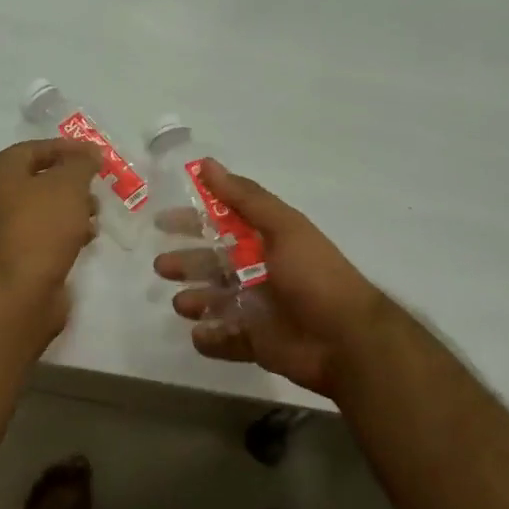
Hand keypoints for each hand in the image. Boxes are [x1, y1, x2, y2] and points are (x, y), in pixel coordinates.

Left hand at [0, 138, 101, 341]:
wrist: (17, 294)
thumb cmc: (40, 229)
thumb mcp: (67, 186)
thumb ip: (81, 164)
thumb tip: (90, 153)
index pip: (33, 149)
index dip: (65, 148)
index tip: (96, 154)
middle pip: (39, 180)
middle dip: (72, 181)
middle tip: (98, 187)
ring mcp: (6, 232)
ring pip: (46, 210)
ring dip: (73, 209)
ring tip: (96, 216)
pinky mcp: (20, 259)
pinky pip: (47, 236)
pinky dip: (67, 234)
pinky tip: (87, 240)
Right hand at [153, 161, 386, 396]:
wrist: (346, 339)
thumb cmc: (314, 276)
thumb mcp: (283, 227)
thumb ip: (245, 198)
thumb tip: (206, 164)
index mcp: (267, 242)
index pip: (222, 225)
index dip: (193, 221)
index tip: (162, 222)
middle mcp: (260, 272)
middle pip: (213, 265)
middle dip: (187, 264)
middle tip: (163, 267)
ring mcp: (258, 309)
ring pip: (215, 302)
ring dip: (195, 300)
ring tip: (183, 303)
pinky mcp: (257, 343)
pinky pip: (225, 339)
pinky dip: (210, 338)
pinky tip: (200, 334)